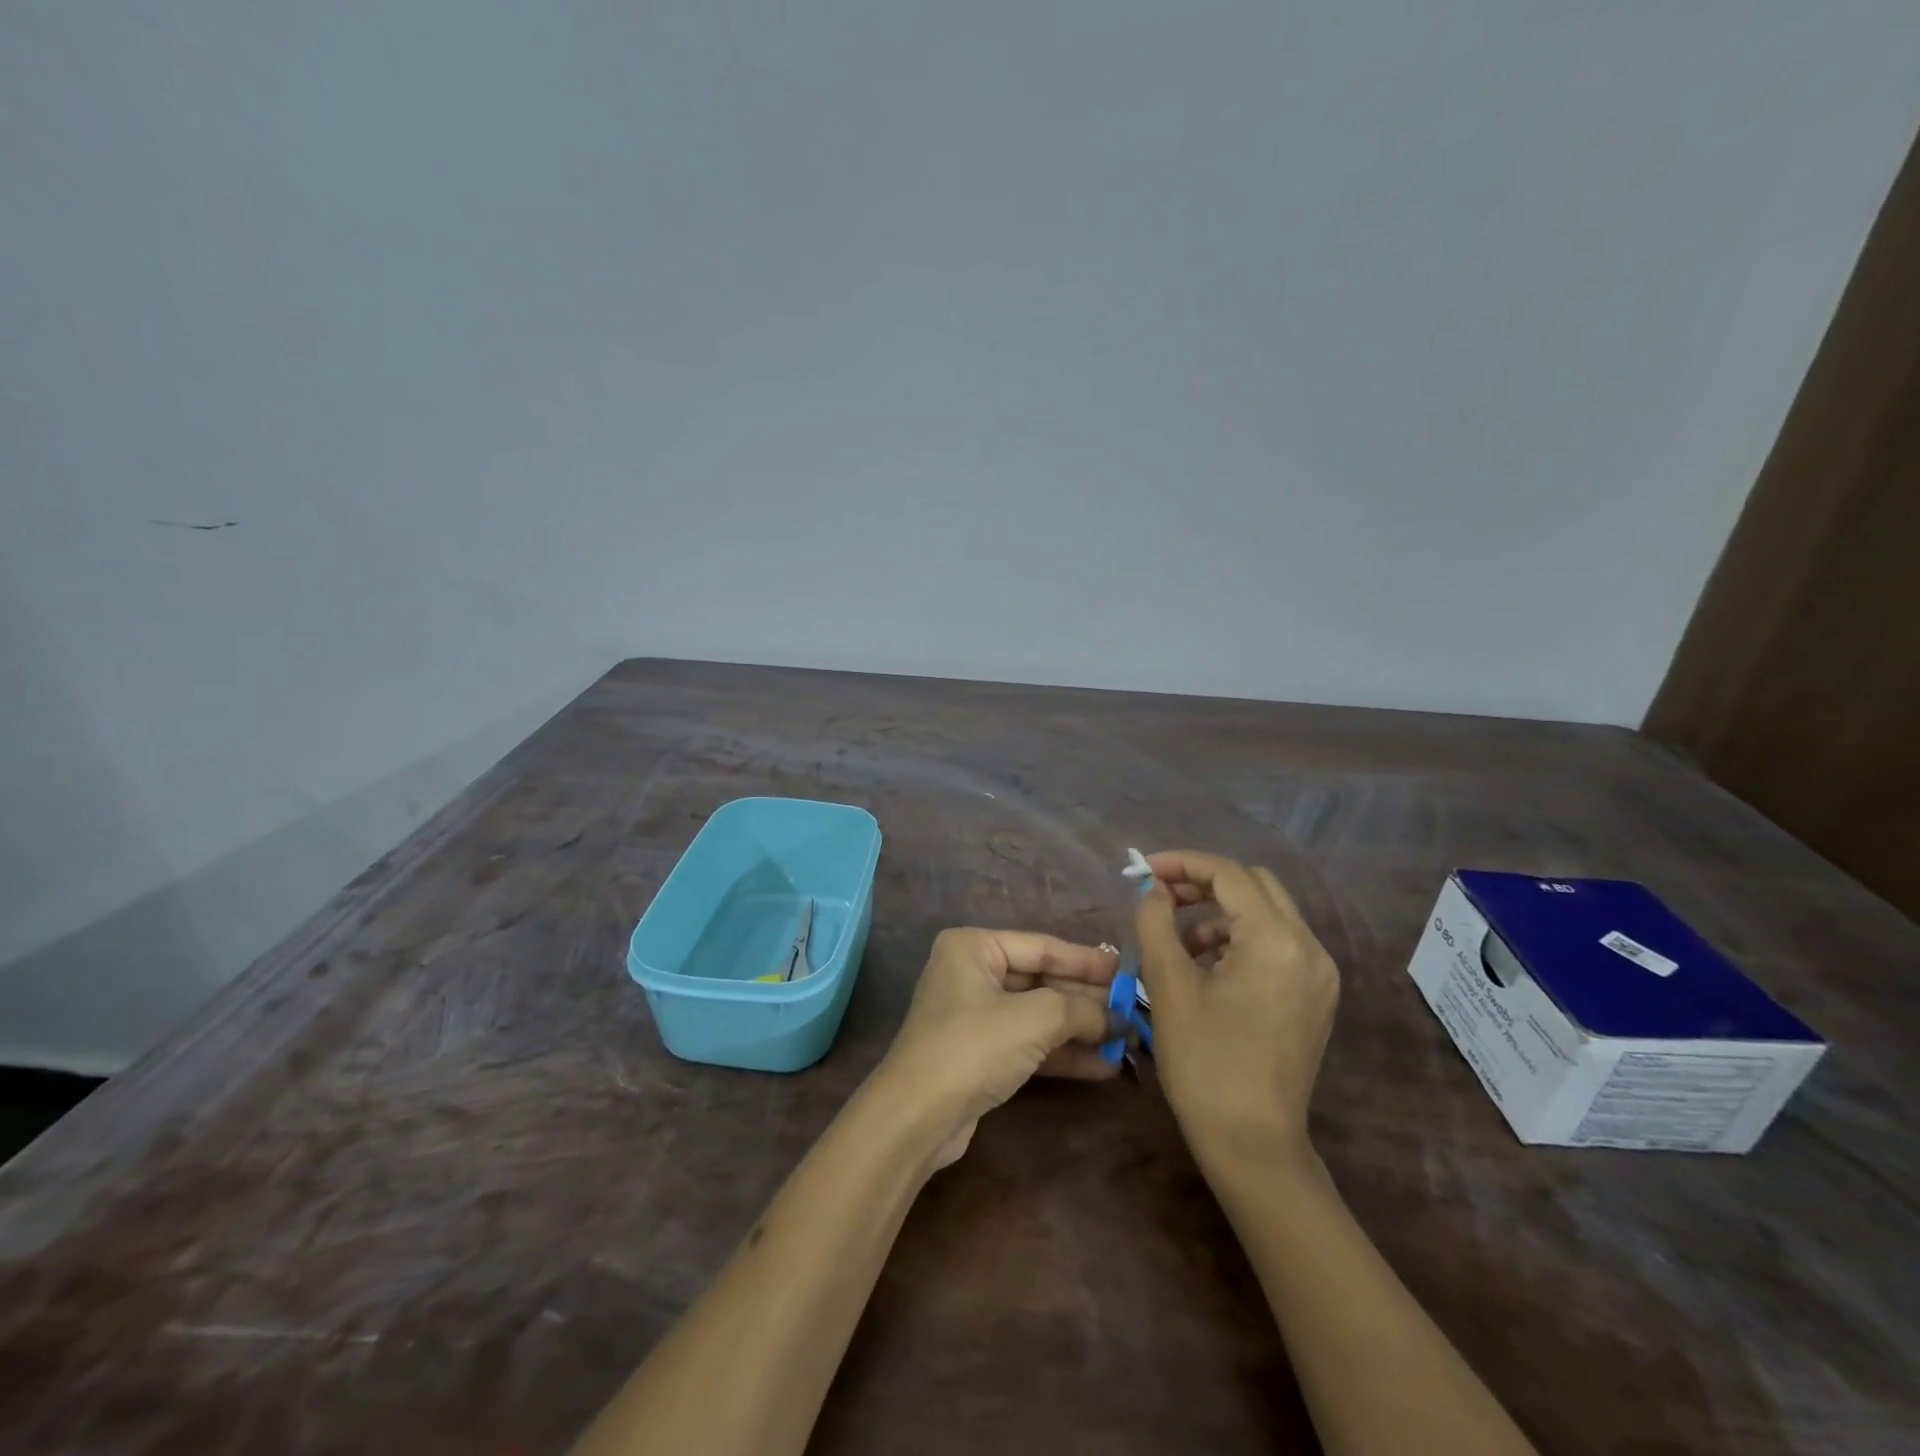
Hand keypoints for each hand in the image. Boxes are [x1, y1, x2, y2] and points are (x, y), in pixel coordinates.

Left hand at [877, 929, 1119, 1167]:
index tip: (1128, 971)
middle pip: (1042, 981)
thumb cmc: (973, 1047)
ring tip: (1127, 1041)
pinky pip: (1029, 1044)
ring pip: (1038, 1015)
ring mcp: (974, 1016)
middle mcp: (971, 973)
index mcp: (974, 947)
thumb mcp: (1034, 1018)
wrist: (917, 1117)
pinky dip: (1062, 1054)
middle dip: (1086, 1000)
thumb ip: (1079, 1009)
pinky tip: (1104, 1067)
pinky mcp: (980, 1055)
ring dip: (1080, 1030)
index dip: (1087, 961)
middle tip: (1133, 1011)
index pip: (1042, 947)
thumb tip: (1116, 1017)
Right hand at [1134, 850, 1338, 1167]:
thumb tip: (1152, 890)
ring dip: (1221, 912)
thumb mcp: (1169, 986)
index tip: (1143, 872)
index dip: (1182, 864)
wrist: (1253, 1144)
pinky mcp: (1316, 997)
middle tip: (1161, 898)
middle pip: (1255, 885)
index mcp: (1276, 940)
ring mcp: (1318, 974)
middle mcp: (1309, 947)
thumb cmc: (1205, 1063)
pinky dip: (1240, 939)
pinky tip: (1206, 967)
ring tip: (1177, 940)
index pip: (1229, 874)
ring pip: (1268, 914)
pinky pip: (1277, 945)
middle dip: (1204, 882)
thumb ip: (1156, 923)